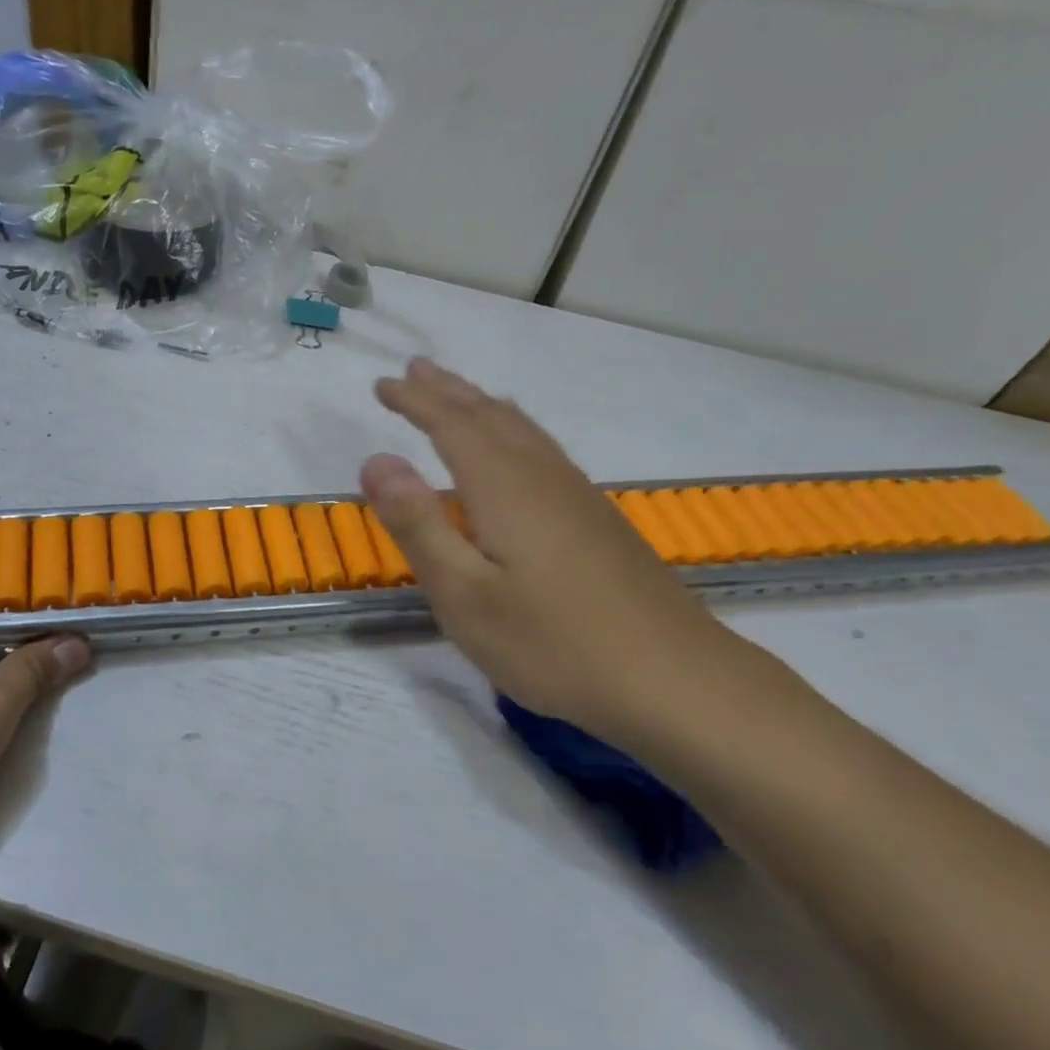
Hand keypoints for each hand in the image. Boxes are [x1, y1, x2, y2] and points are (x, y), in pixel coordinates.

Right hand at [361, 359, 772, 758]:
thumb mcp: (465, 595)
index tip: (383, 385)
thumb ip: (419, 526)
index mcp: (504, 488)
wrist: (673, 679)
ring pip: (523, 430)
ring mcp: (577, 496)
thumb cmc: (553, 643)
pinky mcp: (598, 520)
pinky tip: (520, 449)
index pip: (451, 425)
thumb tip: (376, 460)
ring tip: (460, 393)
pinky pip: (543, 449)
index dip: (415, 401)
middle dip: (448, 391)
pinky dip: (515, 429)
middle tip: (415, 370)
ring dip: (483, 405)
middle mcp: (542, 477)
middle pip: (490, 416)